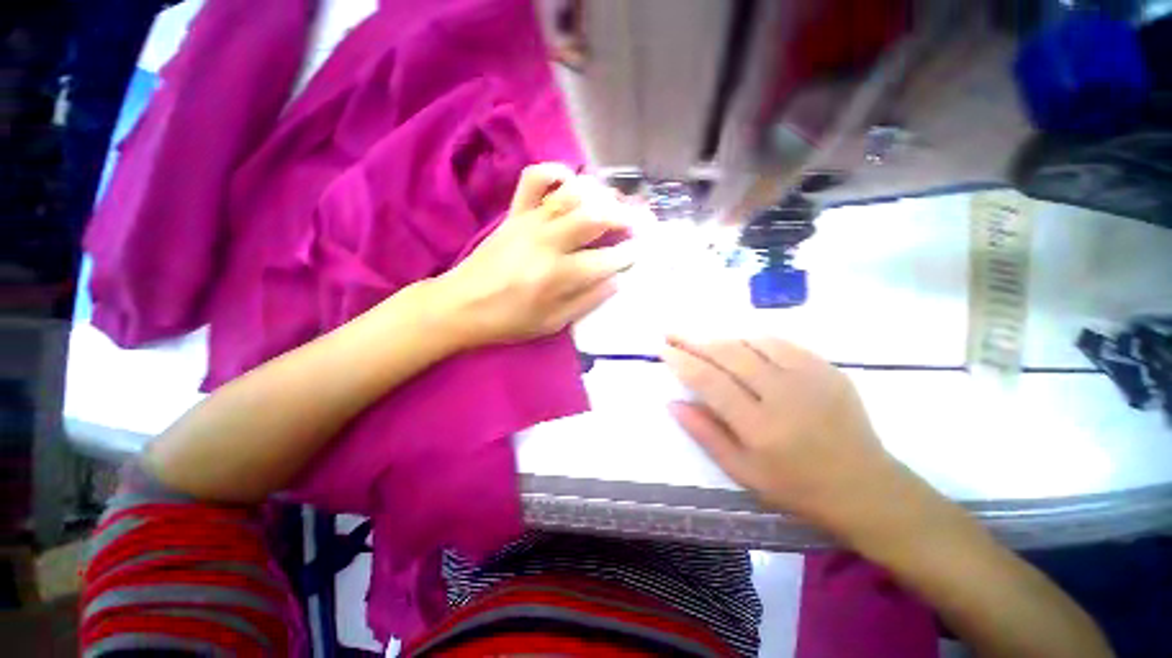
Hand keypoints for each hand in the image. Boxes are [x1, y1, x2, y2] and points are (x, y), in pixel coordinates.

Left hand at [438, 163, 640, 347]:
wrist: (462, 305)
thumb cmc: (509, 320)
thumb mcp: (553, 323)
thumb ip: (587, 301)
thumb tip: (617, 281)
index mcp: (558, 275)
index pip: (606, 260)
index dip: (627, 256)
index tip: (637, 254)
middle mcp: (548, 242)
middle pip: (595, 217)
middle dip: (623, 218)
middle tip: (635, 224)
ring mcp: (530, 222)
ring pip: (572, 194)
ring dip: (599, 195)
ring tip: (613, 203)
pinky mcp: (514, 213)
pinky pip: (533, 179)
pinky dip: (554, 172)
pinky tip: (569, 180)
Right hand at [662, 336, 905, 529]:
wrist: (864, 486)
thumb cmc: (796, 486)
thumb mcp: (742, 471)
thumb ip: (705, 434)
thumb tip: (673, 403)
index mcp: (760, 426)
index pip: (709, 381)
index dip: (682, 361)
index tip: (663, 349)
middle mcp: (783, 394)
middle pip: (728, 353)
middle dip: (693, 340)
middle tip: (672, 333)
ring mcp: (809, 377)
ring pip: (752, 342)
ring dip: (721, 338)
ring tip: (701, 341)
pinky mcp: (827, 368)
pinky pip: (780, 343)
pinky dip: (752, 340)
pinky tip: (741, 345)